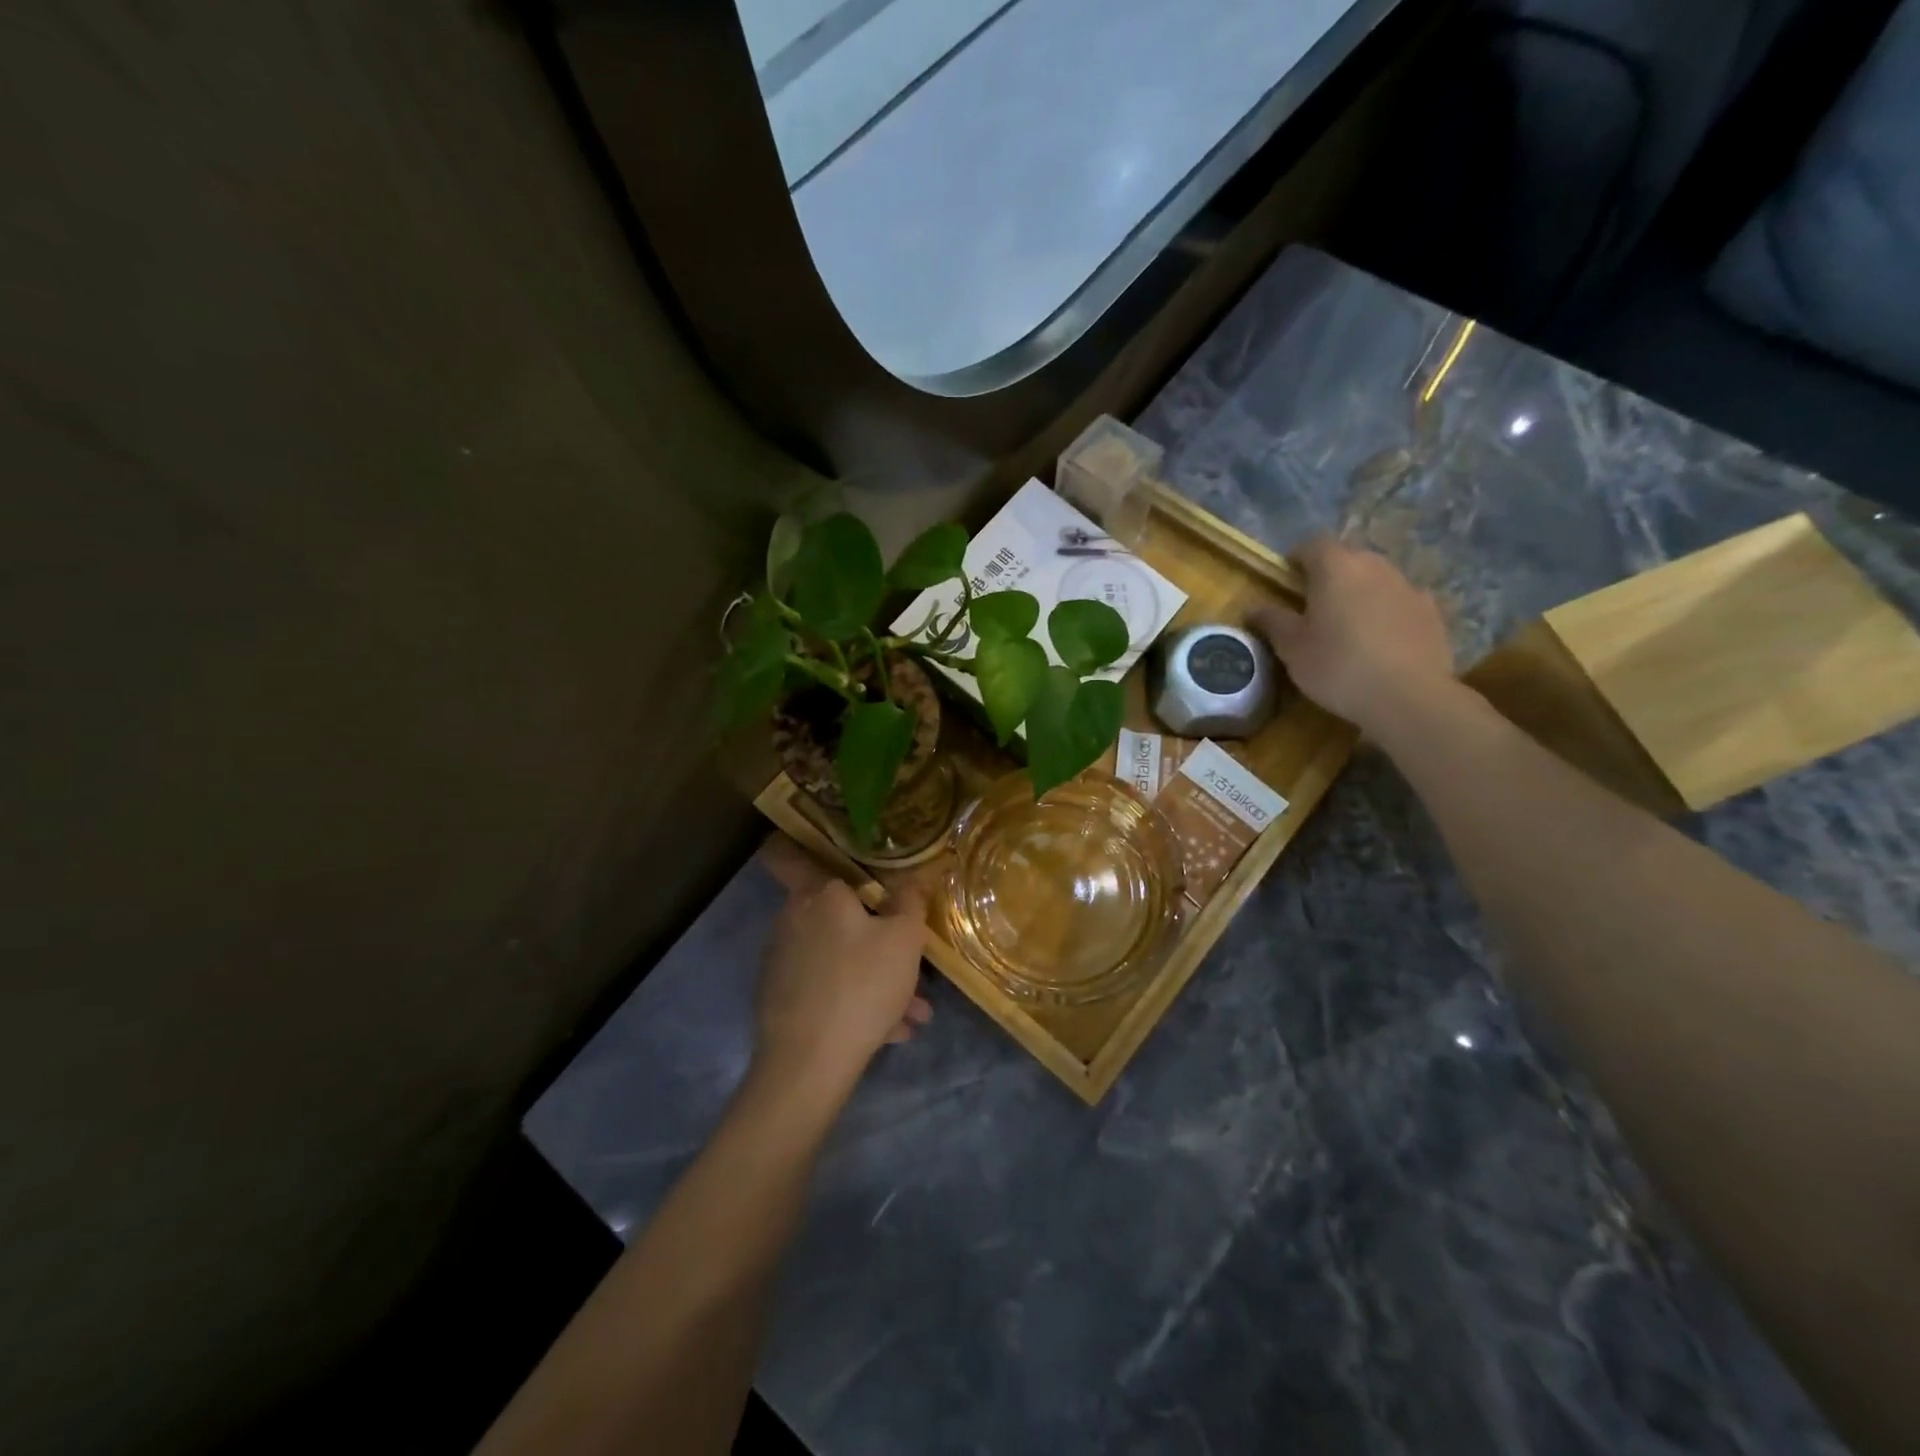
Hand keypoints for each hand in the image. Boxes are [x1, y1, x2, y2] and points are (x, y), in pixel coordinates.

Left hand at [753, 836, 931, 1090]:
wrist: (808, 1062)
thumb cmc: (862, 984)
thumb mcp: (905, 939)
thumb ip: (910, 901)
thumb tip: (913, 878)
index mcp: (820, 896)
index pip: (804, 859)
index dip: (824, 861)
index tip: (859, 877)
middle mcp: (794, 920)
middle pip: (841, 919)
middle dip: (880, 942)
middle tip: (912, 967)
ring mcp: (784, 961)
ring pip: (840, 959)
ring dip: (877, 979)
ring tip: (914, 1015)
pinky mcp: (780, 999)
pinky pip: (827, 988)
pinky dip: (856, 1001)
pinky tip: (889, 1032)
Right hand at [1250, 536, 1453, 737]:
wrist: (1408, 696)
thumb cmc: (1337, 666)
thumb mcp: (1292, 648)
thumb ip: (1272, 622)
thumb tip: (1254, 608)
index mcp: (1336, 568)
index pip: (1313, 544)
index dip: (1297, 558)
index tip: (1286, 580)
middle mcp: (1375, 566)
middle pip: (1348, 557)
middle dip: (1330, 574)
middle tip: (1314, 604)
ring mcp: (1409, 587)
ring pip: (1377, 578)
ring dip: (1360, 591)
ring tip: (1348, 624)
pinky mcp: (1432, 612)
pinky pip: (1401, 601)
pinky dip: (1387, 611)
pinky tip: (1381, 639)